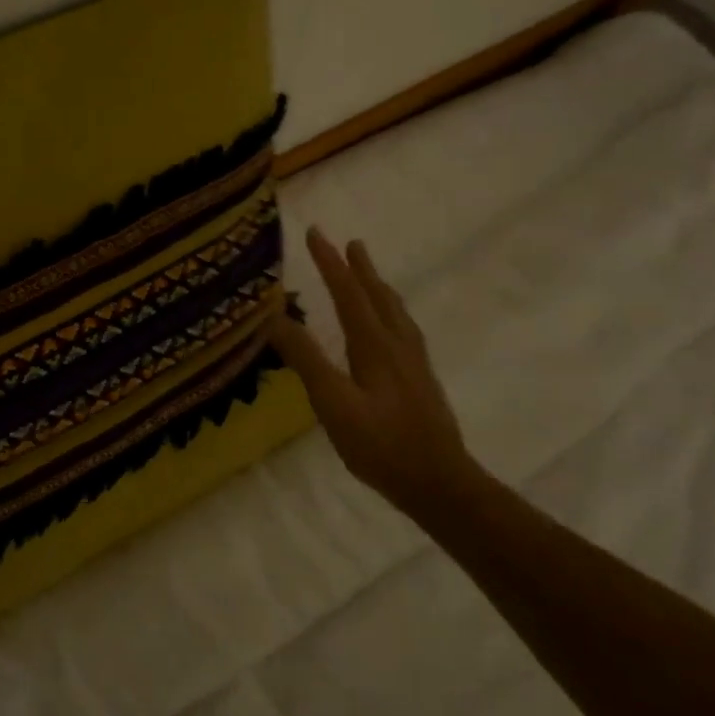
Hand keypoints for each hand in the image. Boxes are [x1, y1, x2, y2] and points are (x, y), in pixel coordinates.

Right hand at [268, 227, 480, 515]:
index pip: (347, 293)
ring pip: (396, 312)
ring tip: (371, 274)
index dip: (330, 262)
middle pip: (377, 296)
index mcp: (375, 345)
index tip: (315, 232)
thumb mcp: (333, 404)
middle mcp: (398, 344)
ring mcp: (414, 362)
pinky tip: (393, 328)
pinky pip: (404, 329)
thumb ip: (306, 360)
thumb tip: (274, 318)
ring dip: (379, 287)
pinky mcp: (421, 380)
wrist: (440, 483)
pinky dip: (392, 311)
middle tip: (351, 242)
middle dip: (360, 268)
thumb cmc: (381, 445)